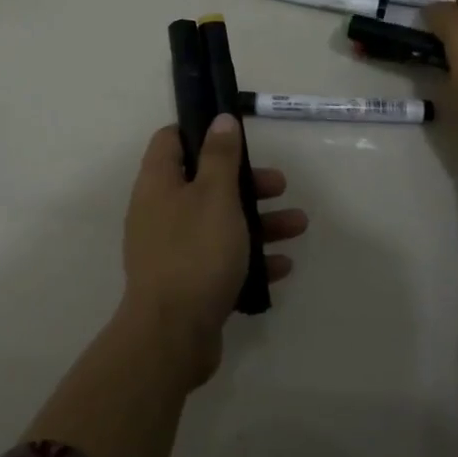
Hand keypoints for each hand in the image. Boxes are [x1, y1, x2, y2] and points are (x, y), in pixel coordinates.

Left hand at [118, 116, 308, 387]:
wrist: (172, 336)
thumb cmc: (195, 253)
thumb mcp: (215, 196)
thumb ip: (220, 157)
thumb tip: (220, 120)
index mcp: (159, 184)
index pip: (171, 141)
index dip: (201, 131)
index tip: (235, 134)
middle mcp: (161, 212)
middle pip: (205, 183)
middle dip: (246, 182)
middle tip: (279, 185)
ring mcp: (173, 249)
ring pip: (220, 223)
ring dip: (259, 221)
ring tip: (298, 225)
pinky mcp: (187, 282)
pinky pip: (222, 259)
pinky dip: (250, 258)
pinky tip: (282, 265)